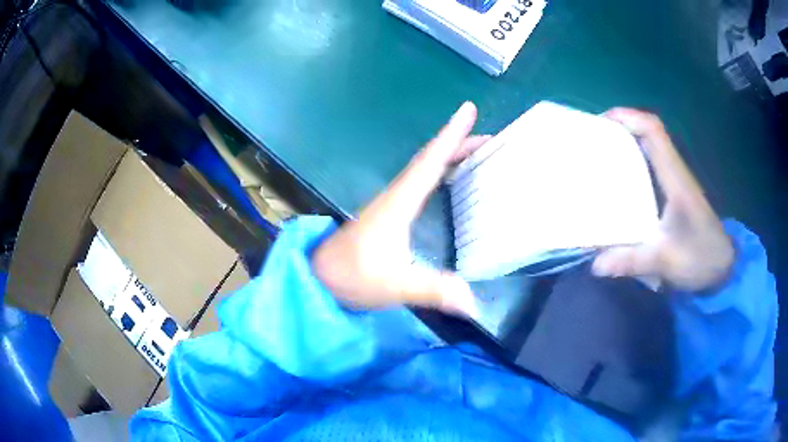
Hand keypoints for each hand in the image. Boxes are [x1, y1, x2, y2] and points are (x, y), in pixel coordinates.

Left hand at [312, 102, 488, 315]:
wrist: (318, 278)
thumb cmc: (351, 277)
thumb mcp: (393, 285)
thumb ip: (431, 290)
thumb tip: (472, 302)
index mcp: (399, 203)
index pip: (430, 162)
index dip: (452, 136)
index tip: (469, 110)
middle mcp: (396, 196)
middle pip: (430, 160)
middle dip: (459, 143)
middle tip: (490, 138)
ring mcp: (391, 204)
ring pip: (424, 169)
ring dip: (449, 155)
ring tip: (477, 151)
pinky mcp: (390, 215)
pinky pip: (420, 183)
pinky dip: (438, 172)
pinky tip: (449, 179)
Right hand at [592, 108, 734, 292]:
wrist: (723, 266)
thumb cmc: (700, 258)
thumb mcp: (667, 261)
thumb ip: (633, 261)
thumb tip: (596, 265)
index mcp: (675, 179)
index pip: (653, 131)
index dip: (628, 117)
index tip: (602, 122)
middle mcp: (676, 171)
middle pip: (649, 131)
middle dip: (621, 126)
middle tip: (594, 138)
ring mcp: (677, 180)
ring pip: (652, 145)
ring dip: (628, 140)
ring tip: (601, 152)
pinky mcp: (676, 191)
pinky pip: (653, 163)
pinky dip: (635, 158)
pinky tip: (621, 177)